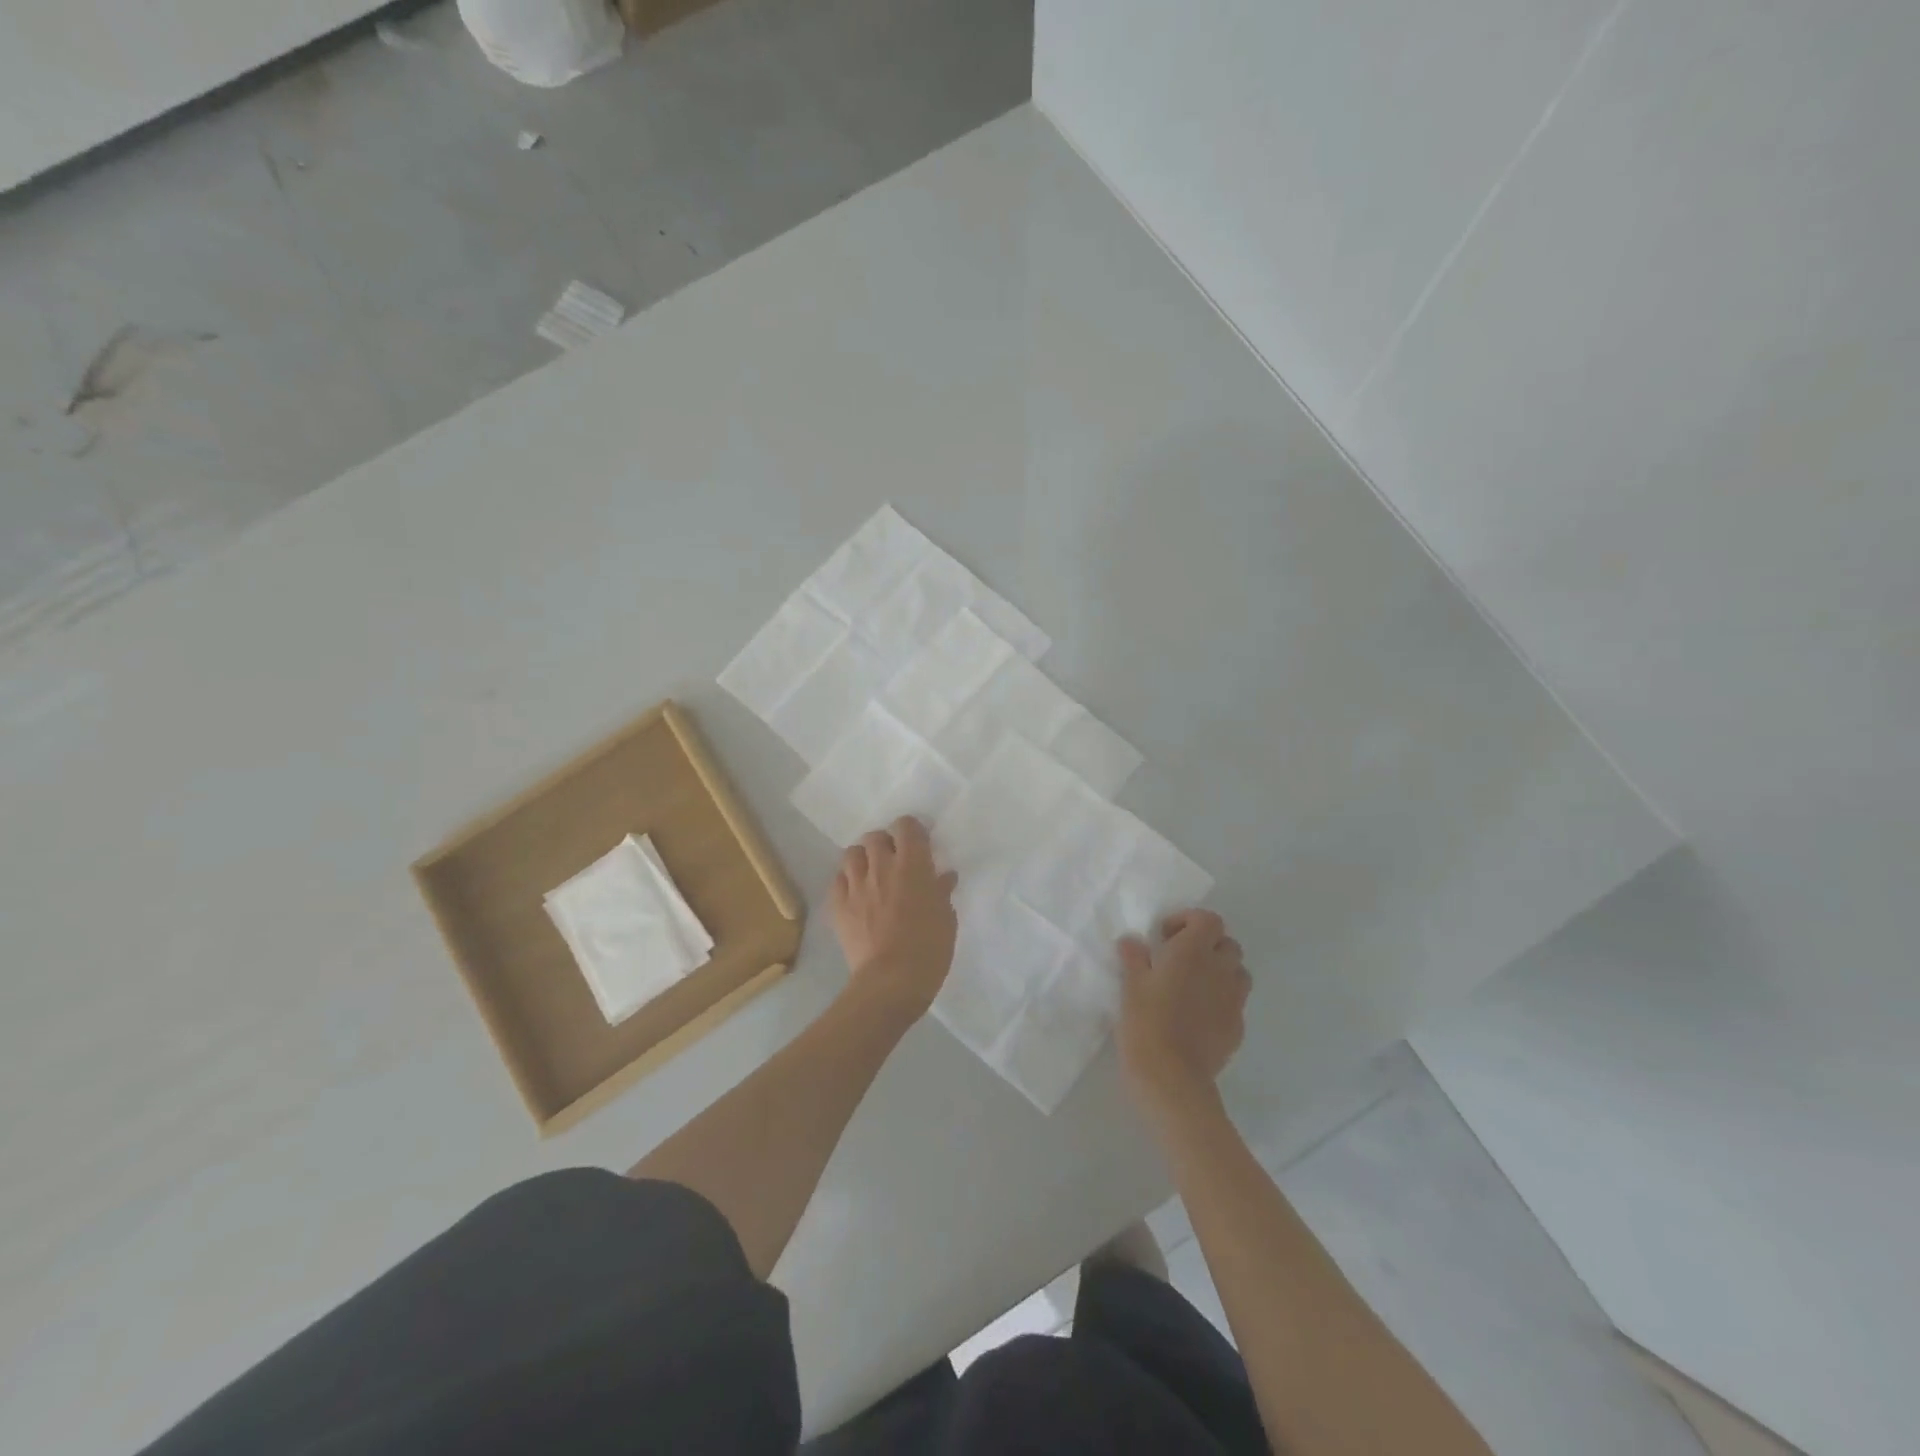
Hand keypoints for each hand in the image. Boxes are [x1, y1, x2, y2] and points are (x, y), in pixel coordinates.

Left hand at [832, 816, 958, 1022]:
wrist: (891, 981)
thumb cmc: (929, 949)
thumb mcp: (946, 918)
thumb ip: (942, 892)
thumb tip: (943, 876)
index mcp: (912, 865)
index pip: (906, 826)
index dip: (911, 831)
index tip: (918, 844)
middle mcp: (881, 866)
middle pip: (875, 837)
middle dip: (885, 844)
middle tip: (894, 861)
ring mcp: (856, 885)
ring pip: (852, 854)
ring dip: (863, 859)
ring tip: (871, 875)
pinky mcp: (838, 905)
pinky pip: (837, 880)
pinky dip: (846, 882)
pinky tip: (856, 895)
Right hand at [1117, 910, 1249, 1114]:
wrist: (1172, 1077)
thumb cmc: (1146, 1022)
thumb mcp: (1130, 985)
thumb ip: (1134, 957)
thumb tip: (1132, 941)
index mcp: (1194, 951)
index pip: (1208, 919)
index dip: (1188, 920)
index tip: (1164, 937)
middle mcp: (1220, 969)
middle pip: (1227, 944)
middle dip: (1207, 946)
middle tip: (1178, 960)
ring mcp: (1233, 1000)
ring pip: (1237, 972)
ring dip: (1219, 971)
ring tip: (1192, 986)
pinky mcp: (1237, 1027)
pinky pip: (1234, 1003)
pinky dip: (1220, 1000)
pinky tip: (1197, 1016)